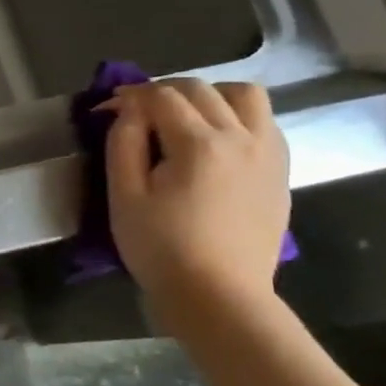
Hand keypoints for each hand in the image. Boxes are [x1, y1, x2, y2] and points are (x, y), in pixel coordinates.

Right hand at [103, 80, 289, 313]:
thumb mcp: (124, 197)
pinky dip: (236, 116)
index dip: (129, 96)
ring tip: (185, 116)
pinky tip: (214, 139)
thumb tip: (129, 110)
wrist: (219, 296)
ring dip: (210, 95)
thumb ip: (123, 144)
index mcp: (199, 144)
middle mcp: (241, 138)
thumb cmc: (161, 248)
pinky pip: (264, 122)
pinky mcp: (279, 171)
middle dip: (163, 90)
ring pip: (245, 96)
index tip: (106, 108)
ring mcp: (268, 153)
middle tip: (136, 110)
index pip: (161, 97)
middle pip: (202, 89)